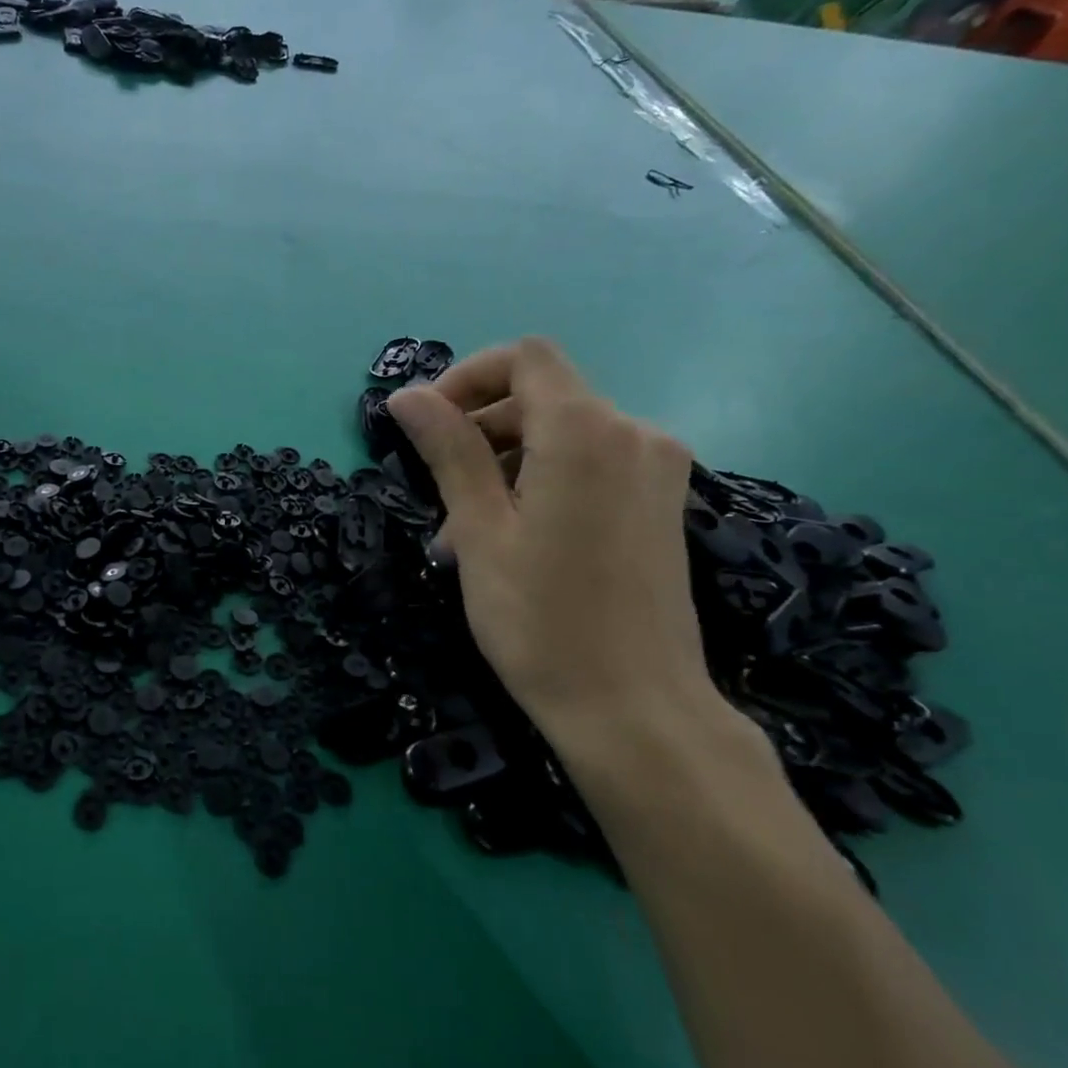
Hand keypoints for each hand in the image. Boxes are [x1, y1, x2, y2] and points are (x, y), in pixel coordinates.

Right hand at [388, 338, 712, 742]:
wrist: (635, 709)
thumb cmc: (541, 620)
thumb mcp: (479, 530)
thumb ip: (449, 451)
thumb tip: (406, 394)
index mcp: (585, 432)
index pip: (523, 359)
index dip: (467, 378)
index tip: (427, 425)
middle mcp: (632, 433)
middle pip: (541, 396)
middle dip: (479, 428)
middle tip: (438, 492)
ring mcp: (656, 469)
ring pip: (562, 433)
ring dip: (505, 460)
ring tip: (465, 527)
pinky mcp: (661, 503)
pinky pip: (590, 464)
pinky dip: (542, 479)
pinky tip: (513, 536)